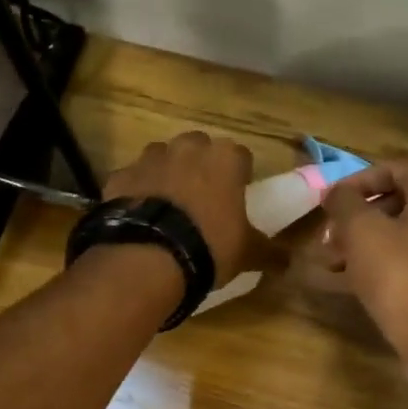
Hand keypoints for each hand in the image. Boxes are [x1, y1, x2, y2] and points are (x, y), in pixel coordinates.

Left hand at [102, 131, 271, 282]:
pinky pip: (133, 179)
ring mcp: (149, 158)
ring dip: (168, 175)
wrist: (148, 257)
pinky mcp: (119, 175)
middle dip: (201, 168)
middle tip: (203, 201)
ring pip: (163, 158)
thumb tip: (288, 261)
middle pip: (199, 149)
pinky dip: (138, 192)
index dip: (240, 176)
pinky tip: (140, 218)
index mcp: (225, 158)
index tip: (238, 197)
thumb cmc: (209, 247)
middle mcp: (187, 147)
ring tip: (169, 209)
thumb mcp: (247, 254)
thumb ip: (270, 252)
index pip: (241, 156)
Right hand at [314, 158, 407, 369]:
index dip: (354, 182)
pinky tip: (340, 282)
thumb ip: (344, 204)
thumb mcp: (363, 232)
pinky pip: (402, 262)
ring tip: (326, 263)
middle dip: (353, 218)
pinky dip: (373, 266)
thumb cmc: (403, 276)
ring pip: (395, 235)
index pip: (391, 168)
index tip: (326, 204)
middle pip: (393, 202)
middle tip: (325, 238)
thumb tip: (334, 193)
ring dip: (358, 245)